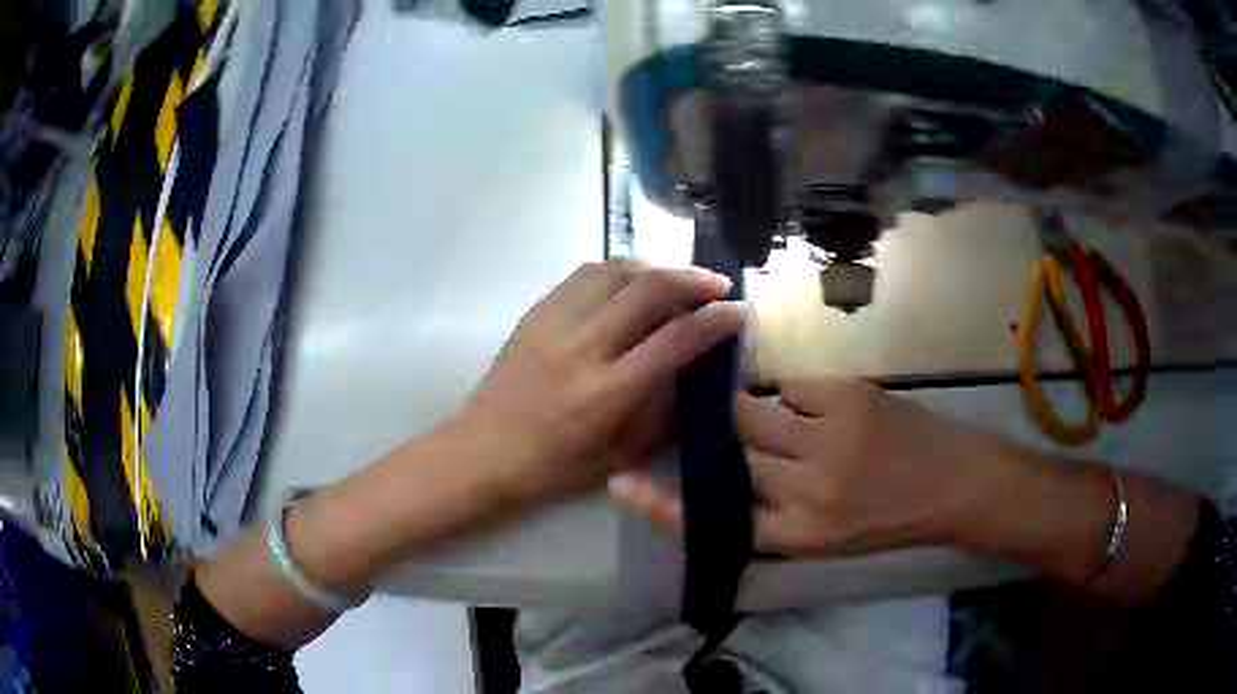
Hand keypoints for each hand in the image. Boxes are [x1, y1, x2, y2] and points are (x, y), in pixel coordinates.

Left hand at [458, 261, 745, 504]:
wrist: (482, 451)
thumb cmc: (553, 467)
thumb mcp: (619, 455)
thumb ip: (662, 412)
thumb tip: (696, 373)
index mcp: (607, 392)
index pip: (675, 339)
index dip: (715, 320)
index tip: (738, 311)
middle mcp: (583, 347)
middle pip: (648, 290)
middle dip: (693, 280)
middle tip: (718, 285)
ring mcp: (555, 323)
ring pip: (616, 271)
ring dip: (656, 269)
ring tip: (677, 281)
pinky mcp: (536, 313)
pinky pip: (585, 275)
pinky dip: (618, 271)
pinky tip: (631, 282)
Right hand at [610, 378, 1004, 557]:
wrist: (956, 483)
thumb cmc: (889, 519)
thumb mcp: (825, 537)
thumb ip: (773, 511)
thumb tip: (732, 463)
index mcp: (796, 535)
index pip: (714, 522)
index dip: (663, 505)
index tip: (623, 484)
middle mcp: (804, 489)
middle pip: (733, 450)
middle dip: (727, 437)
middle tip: (737, 432)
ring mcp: (827, 437)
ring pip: (757, 411)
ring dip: (762, 413)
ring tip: (791, 422)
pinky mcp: (848, 397)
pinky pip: (796, 387)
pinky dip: (804, 398)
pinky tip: (831, 413)